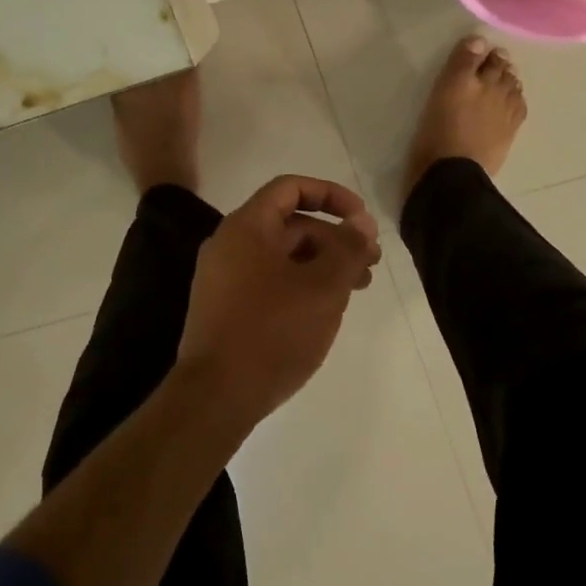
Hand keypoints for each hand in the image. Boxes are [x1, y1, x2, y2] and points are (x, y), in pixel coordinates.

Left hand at [178, 176, 381, 428]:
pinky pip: (268, 281)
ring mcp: (223, 278)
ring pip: (281, 257)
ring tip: (357, 290)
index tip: (361, 219)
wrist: (215, 397)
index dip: (331, 195)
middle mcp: (229, 244)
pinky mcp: (224, 308)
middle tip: (370, 264)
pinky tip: (325, 310)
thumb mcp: (323, 287)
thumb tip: (362, 220)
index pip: (291, 188)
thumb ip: (347, 248)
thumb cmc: (272, 332)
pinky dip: (300, 285)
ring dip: (321, 265)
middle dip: (334, 239)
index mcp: (246, 227)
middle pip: (289, 225)